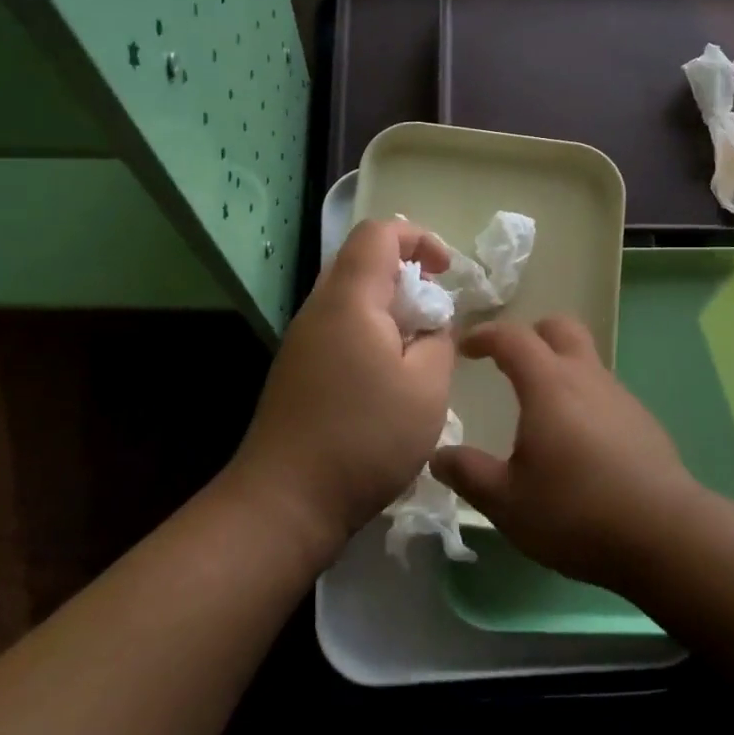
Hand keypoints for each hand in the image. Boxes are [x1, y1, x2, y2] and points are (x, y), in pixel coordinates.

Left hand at [230, 219, 455, 551]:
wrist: (285, 500)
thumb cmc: (364, 438)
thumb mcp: (427, 389)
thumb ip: (439, 342)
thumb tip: (433, 327)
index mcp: (350, 299)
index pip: (379, 233)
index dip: (419, 238)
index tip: (448, 272)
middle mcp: (319, 309)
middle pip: (361, 261)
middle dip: (406, 274)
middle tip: (435, 311)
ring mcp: (302, 340)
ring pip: (350, 297)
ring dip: (389, 307)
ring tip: (417, 348)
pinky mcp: (297, 369)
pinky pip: (339, 328)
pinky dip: (370, 333)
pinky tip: (388, 377)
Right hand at [430, 317, 697, 589]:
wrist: (665, 535)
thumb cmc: (576, 512)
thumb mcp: (507, 502)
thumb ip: (469, 474)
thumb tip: (438, 456)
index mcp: (549, 385)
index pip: (512, 338)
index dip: (484, 335)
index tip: (466, 347)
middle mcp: (586, 377)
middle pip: (560, 328)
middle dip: (531, 334)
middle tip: (509, 362)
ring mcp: (620, 397)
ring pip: (586, 359)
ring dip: (559, 367)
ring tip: (540, 410)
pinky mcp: (643, 421)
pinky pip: (604, 391)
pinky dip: (583, 397)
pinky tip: (578, 442)